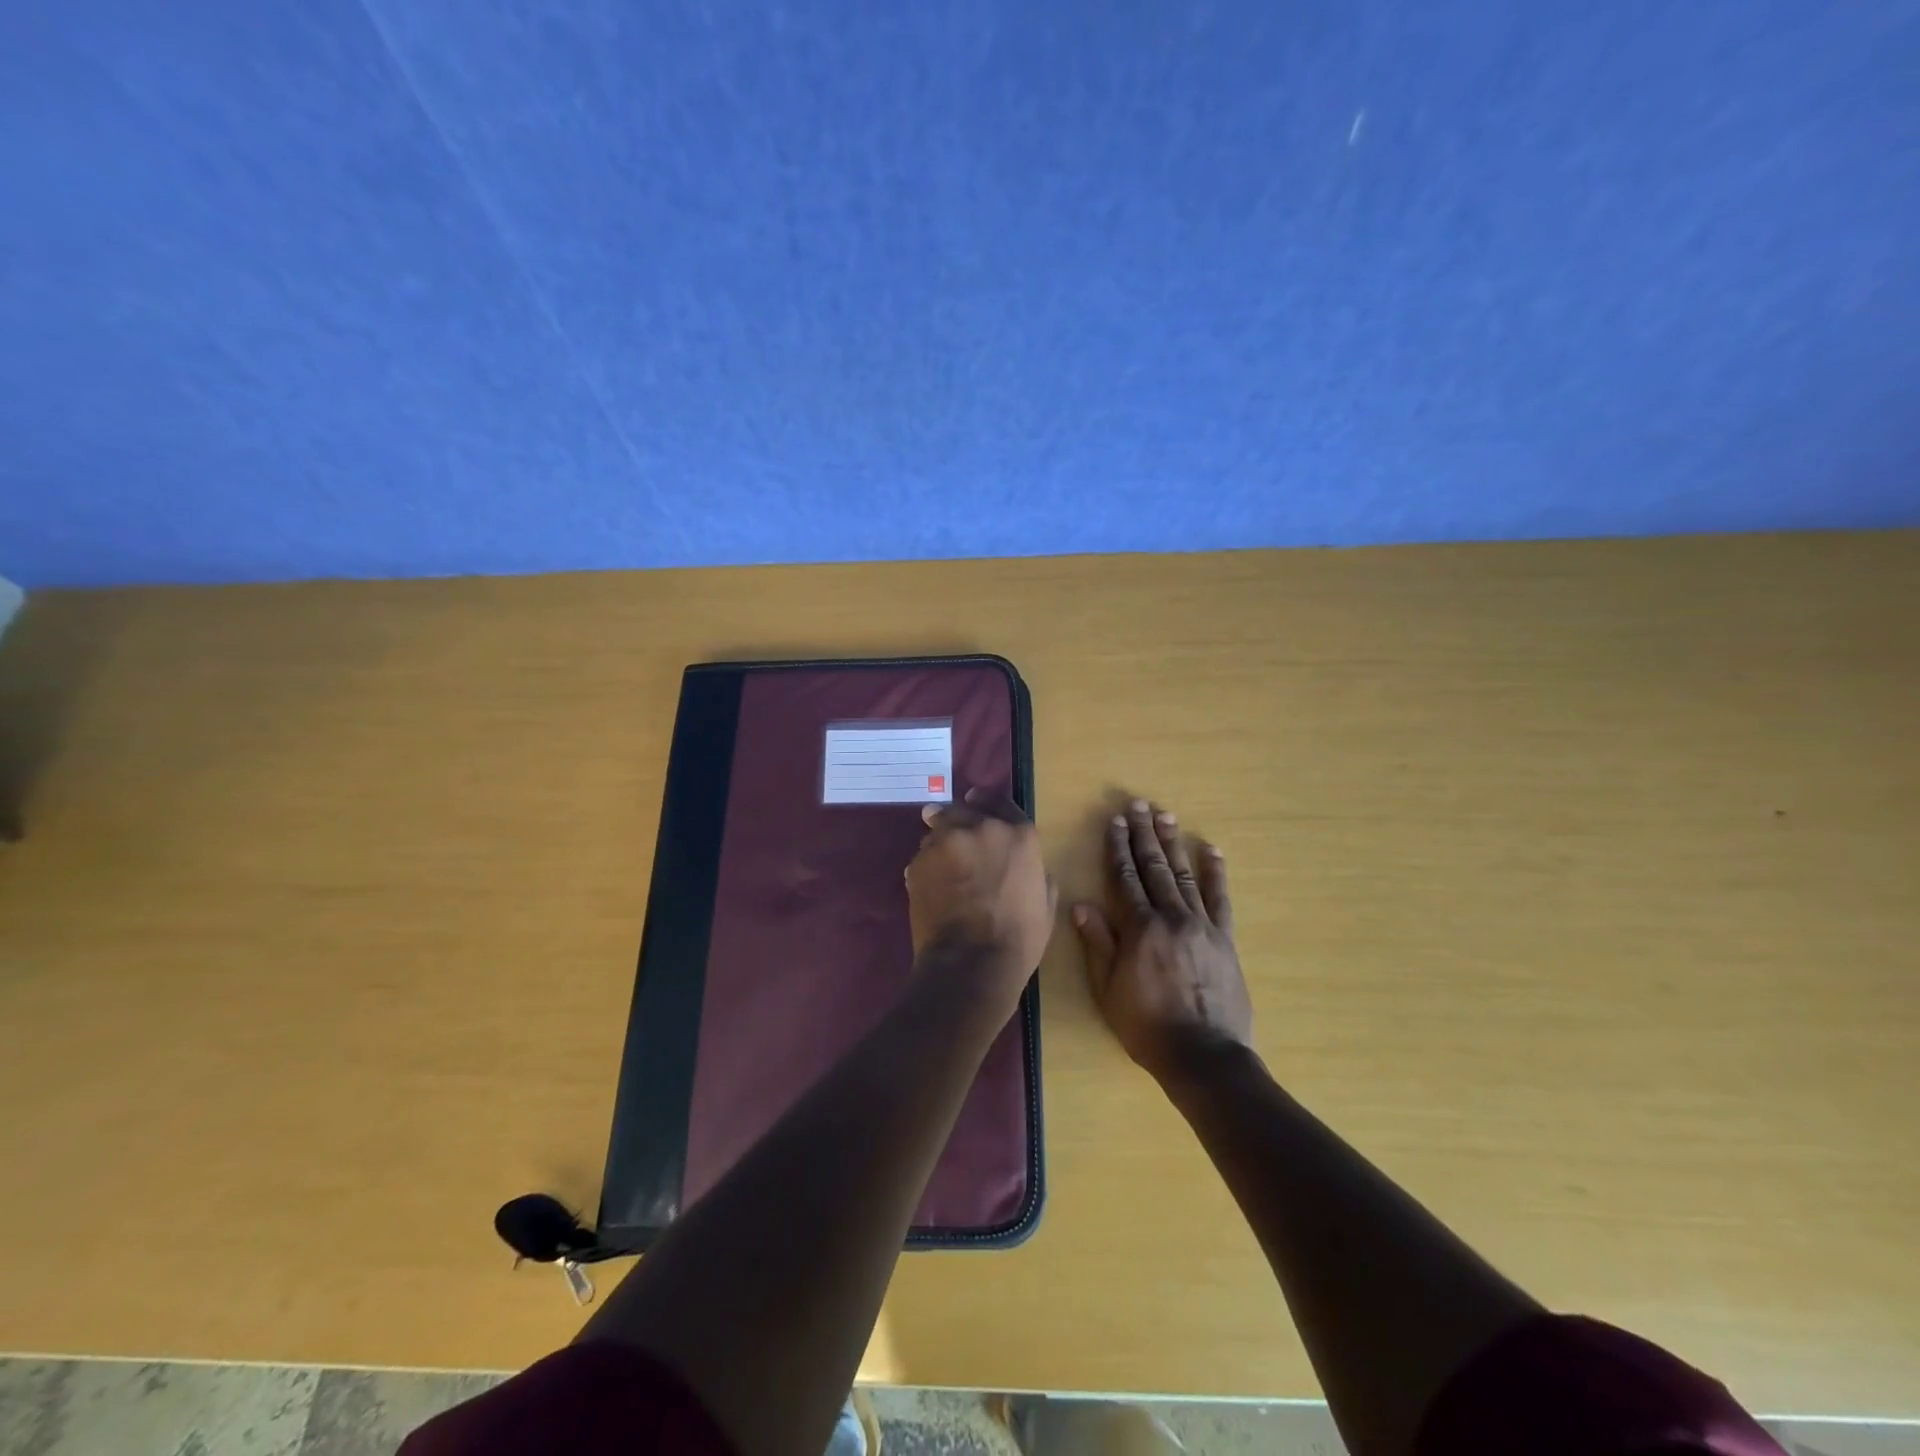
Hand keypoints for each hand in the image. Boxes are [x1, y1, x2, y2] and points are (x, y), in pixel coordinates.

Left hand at [906, 790, 1056, 1007]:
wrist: (971, 962)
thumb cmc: (1018, 939)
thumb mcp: (1045, 905)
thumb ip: (1037, 875)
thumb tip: (1032, 870)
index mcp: (1018, 834)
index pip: (1000, 802)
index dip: (987, 803)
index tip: (976, 804)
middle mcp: (981, 827)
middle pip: (963, 809)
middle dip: (958, 820)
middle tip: (956, 837)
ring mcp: (946, 841)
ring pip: (938, 829)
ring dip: (941, 842)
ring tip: (942, 866)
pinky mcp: (919, 860)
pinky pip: (922, 855)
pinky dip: (926, 866)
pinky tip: (931, 887)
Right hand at [1074, 799, 1252, 1082]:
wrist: (1205, 1056)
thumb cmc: (1147, 1026)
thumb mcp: (1109, 990)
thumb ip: (1098, 944)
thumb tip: (1082, 905)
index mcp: (1139, 928)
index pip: (1125, 877)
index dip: (1118, 847)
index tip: (1115, 821)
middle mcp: (1171, 917)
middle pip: (1155, 867)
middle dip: (1145, 834)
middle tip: (1140, 805)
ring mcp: (1202, 925)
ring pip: (1184, 875)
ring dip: (1174, 844)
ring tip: (1166, 816)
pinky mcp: (1225, 938)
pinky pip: (1220, 899)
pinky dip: (1216, 873)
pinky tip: (1212, 850)